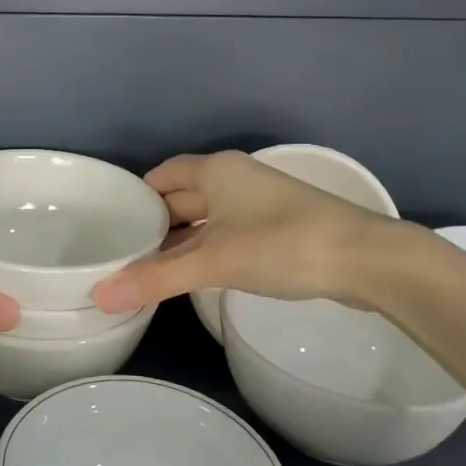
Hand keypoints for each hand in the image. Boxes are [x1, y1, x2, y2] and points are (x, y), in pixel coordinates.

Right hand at [92, 151, 416, 312]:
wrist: (366, 260)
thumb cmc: (283, 244)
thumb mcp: (214, 261)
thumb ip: (157, 278)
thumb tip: (100, 295)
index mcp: (217, 171)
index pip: (163, 174)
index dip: (137, 195)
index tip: (111, 222)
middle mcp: (235, 180)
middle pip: (183, 197)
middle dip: (155, 223)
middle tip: (121, 252)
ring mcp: (259, 204)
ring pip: (207, 219)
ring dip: (181, 241)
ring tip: (147, 269)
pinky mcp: (278, 230)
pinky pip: (227, 234)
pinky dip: (206, 251)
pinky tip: (192, 275)